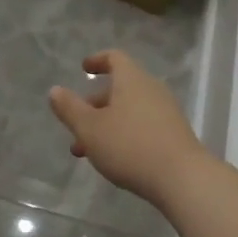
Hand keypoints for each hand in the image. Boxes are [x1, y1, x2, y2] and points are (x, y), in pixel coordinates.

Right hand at [48, 50, 210, 205]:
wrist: (182, 178)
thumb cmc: (130, 147)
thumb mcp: (90, 129)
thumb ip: (70, 109)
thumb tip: (55, 90)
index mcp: (132, 80)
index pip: (115, 58)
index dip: (98, 60)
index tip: (84, 68)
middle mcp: (152, 89)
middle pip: (121, 87)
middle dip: (95, 104)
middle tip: (77, 123)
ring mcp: (166, 112)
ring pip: (129, 110)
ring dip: (107, 124)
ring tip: (88, 151)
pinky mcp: (174, 134)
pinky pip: (143, 125)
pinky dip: (124, 134)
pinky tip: (115, 159)